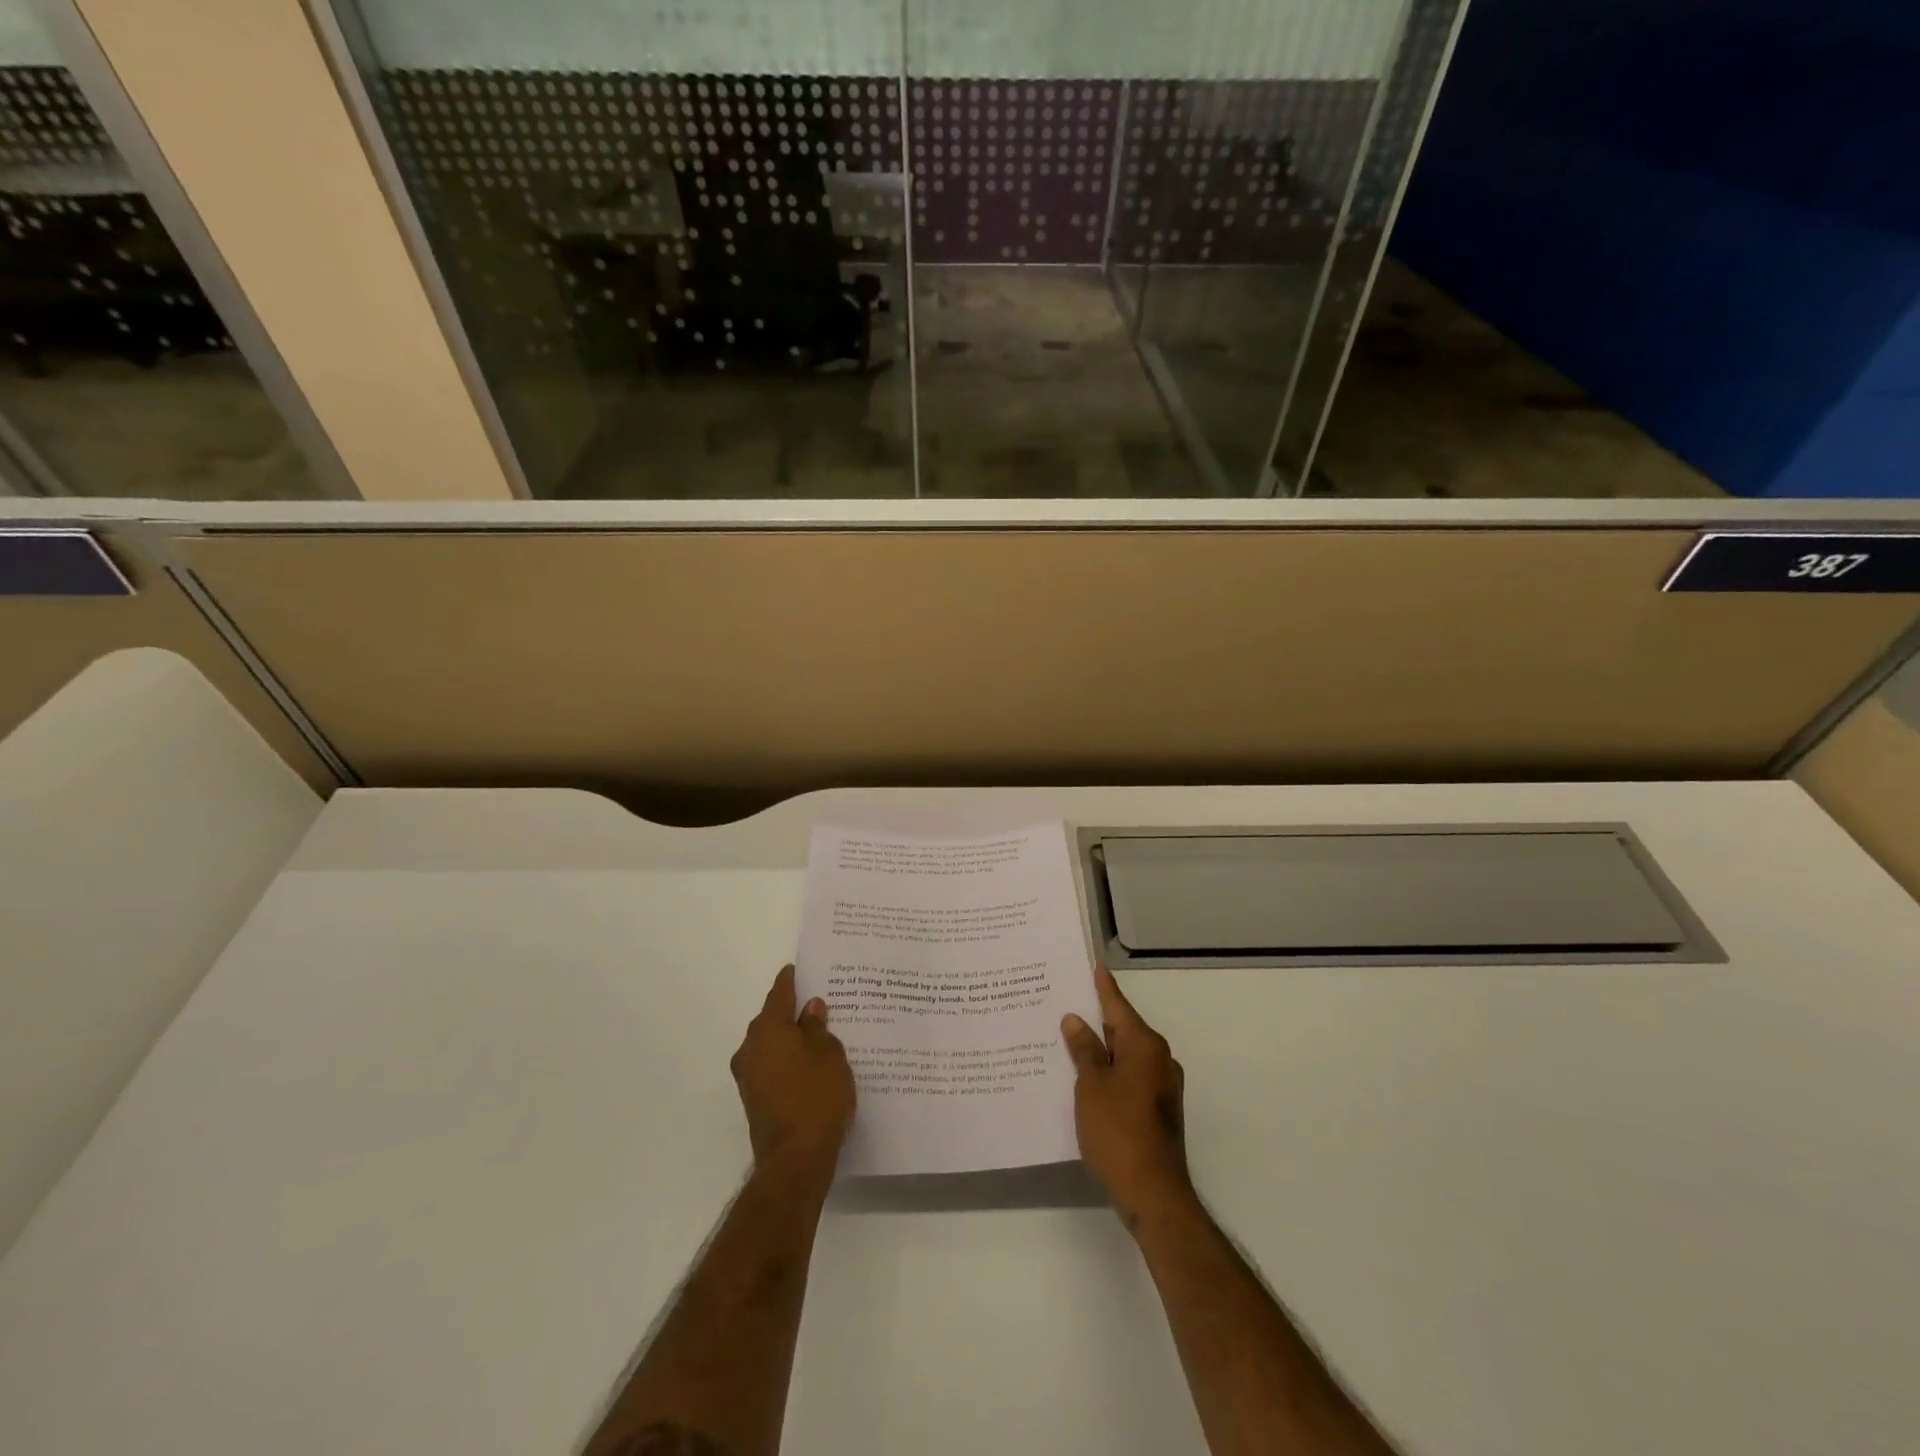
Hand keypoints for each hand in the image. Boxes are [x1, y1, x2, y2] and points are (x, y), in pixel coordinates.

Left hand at [730, 965, 855, 1179]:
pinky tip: (810, 1068)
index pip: (779, 993)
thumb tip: (810, 1009)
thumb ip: (818, 1027)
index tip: (800, 969)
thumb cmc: (817, 1096)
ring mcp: (748, 1077)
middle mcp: (751, 1048)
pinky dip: (788, 1063)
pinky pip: (772, 1068)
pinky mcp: (754, 1100)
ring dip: (790, 1041)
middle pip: (772, 1020)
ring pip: (771, 1046)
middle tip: (819, 1005)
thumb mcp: (829, 1053)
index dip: (791, 980)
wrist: (795, 1160)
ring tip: (819, 1038)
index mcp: (768, 1029)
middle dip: (793, 1013)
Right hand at [1062, 964, 1191, 1229]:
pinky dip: (1110, 1071)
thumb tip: (1076, 1020)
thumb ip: (1084, 1049)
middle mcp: (1159, 1059)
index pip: (1118, 1007)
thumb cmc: (1118, 1130)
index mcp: (1145, 1045)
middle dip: (1097, 1019)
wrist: (1153, 1192)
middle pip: (1123, 1029)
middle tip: (1067, 1003)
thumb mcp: (1091, 1084)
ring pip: (1126, 1054)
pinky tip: (1086, 1076)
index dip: (1103, 988)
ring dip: (1102, 1048)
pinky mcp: (1158, 1109)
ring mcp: (1162, 1086)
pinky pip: (1130, 1076)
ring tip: (1070, 1038)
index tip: (1095, 966)